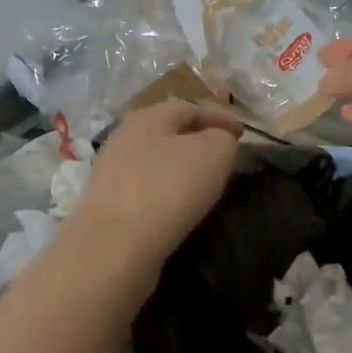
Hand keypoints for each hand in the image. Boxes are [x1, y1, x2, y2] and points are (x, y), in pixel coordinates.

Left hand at [68, 101, 242, 276]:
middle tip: (224, 156)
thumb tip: (219, 139)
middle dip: (198, 140)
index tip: (243, 133)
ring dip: (180, 167)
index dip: (220, 117)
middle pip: (168, 132)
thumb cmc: (169, 187)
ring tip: (205, 182)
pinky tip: (179, 206)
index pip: (190, 108)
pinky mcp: (107, 204)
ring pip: (155, 160)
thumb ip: (222, 139)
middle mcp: (125, 137)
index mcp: (148, 116)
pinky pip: (146, 188)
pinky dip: (166, 191)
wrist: (116, 244)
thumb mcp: (213, 153)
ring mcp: (111, 171)